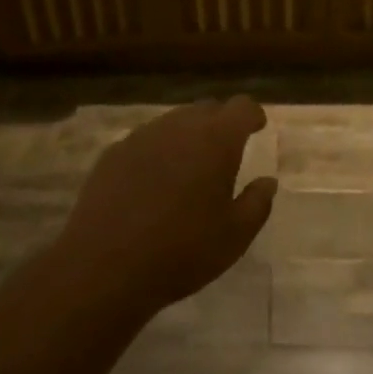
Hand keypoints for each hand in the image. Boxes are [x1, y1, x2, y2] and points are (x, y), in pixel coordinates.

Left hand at [58, 97, 277, 316]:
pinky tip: (152, 183)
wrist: (105, 266)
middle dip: (220, 124)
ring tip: (188, 169)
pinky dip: (157, 152)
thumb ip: (257, 203)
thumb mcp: (234, 237)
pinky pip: (145, 141)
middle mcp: (180, 126)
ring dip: (187, 137)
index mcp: (216, 140)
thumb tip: (267, 181)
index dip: (252, 115)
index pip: (241, 107)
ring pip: (174, 122)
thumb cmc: (181, 251)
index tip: (257, 127)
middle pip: (207, 109)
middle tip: (224, 152)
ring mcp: (143, 135)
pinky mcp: (114, 152)